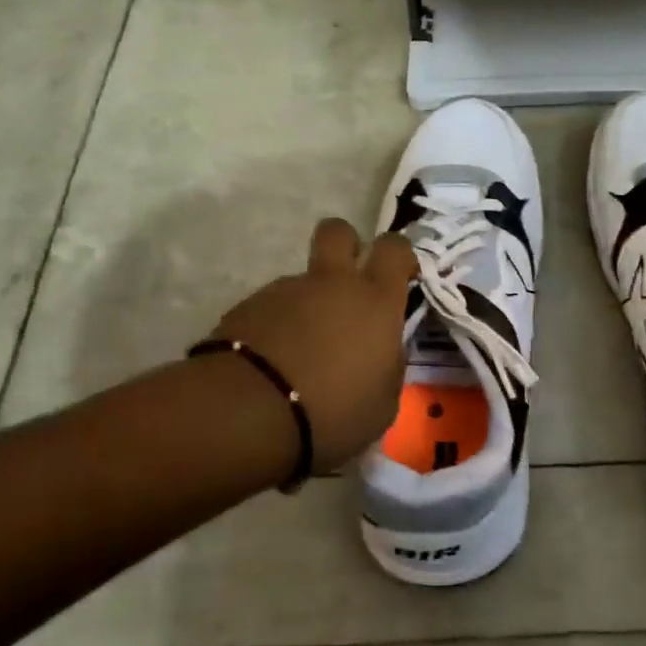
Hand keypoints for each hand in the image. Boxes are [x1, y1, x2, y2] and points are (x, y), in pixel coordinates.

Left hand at [209, 219, 417, 470]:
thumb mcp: (383, 403)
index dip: (399, 256)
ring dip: (305, 305)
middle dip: (346, 245)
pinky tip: (271, 368)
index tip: (399, 278)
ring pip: (302, 281)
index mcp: (375, 300)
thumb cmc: (334, 411)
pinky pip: (270, 310)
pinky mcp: (245, 308)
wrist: (249, 414)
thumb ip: (388, 367)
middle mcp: (332, 283)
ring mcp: (285, 291)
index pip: (395, 248)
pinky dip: (274, 330)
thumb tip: (383, 353)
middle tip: (347, 281)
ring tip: (299, 356)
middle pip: (338, 231)